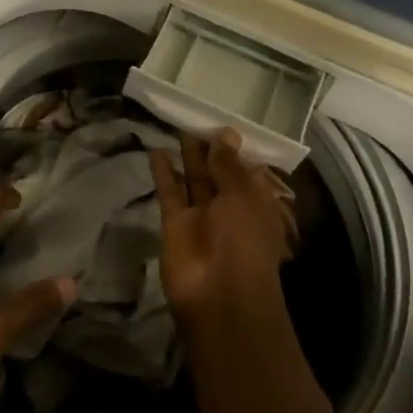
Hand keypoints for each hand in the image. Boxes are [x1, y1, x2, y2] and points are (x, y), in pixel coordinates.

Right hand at [149, 131, 296, 341]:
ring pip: (194, 180)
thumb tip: (226, 133)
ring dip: (188, 156)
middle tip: (197, 117)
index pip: (247, 170)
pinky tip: (156, 149)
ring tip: (178, 125)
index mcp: (256, 204)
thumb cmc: (244, 242)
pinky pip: (170, 192)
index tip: (224, 122)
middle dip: (210, 148)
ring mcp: (202, 217)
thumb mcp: (242, 197)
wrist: (218, 295)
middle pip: (219, 173)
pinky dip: (163, 173)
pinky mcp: (175, 223)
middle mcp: (230, 209)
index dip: (237, 148)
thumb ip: (229, 165)